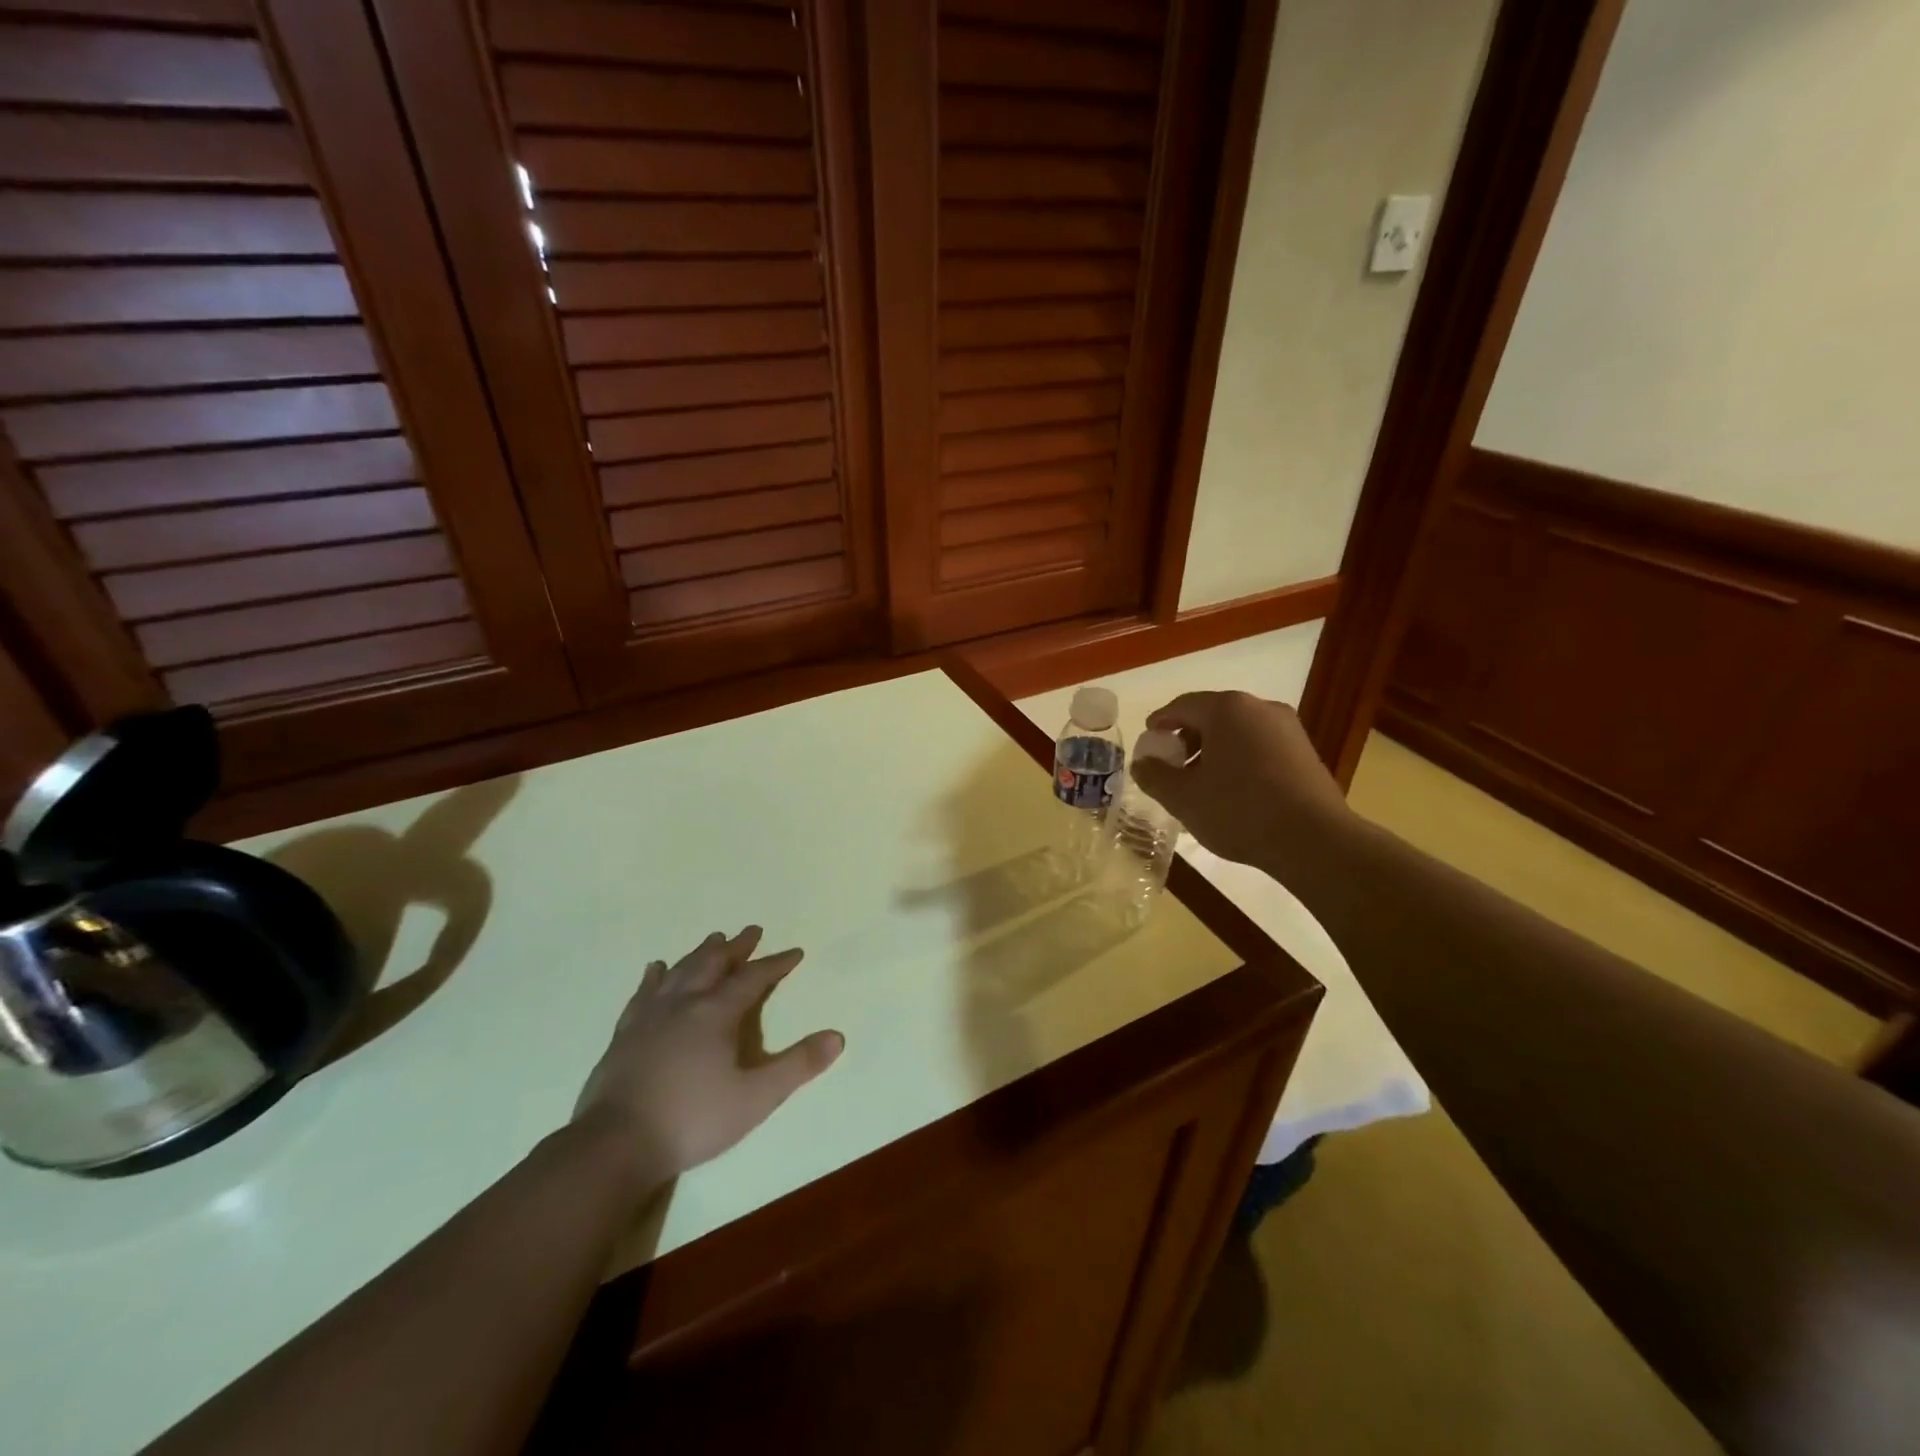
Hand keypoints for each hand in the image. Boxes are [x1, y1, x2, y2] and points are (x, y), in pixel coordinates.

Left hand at [570, 927, 843, 1190]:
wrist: (615, 1146)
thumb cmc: (692, 1120)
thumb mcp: (755, 1099)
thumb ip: (797, 1066)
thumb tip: (837, 1036)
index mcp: (716, 1014)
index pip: (753, 979)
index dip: (775, 964)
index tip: (794, 952)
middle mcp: (683, 1005)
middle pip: (713, 964)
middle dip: (736, 947)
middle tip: (751, 930)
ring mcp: (649, 1018)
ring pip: (679, 972)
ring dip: (700, 953)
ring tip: (713, 938)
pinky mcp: (624, 1035)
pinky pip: (642, 994)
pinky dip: (653, 977)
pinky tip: (655, 969)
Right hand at [1131, 692, 1351, 867]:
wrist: (1314, 840)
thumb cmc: (1239, 811)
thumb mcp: (1183, 798)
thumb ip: (1155, 776)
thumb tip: (1142, 763)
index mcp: (1227, 709)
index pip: (1182, 706)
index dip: (1160, 722)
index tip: (1149, 740)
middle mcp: (1259, 708)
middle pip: (1212, 715)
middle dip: (1188, 738)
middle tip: (1172, 765)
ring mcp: (1288, 728)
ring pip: (1238, 731)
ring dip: (1214, 750)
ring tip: (1201, 782)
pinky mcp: (1305, 751)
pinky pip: (1260, 746)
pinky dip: (1240, 759)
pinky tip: (1233, 790)